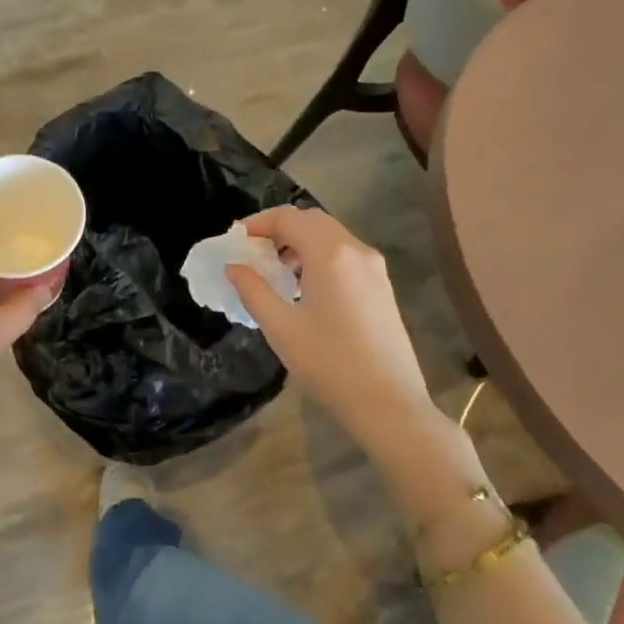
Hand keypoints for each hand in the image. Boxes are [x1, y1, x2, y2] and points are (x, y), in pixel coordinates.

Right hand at [227, 207, 481, 490]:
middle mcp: (356, 250)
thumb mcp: (281, 328)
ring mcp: (374, 268)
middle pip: (312, 220)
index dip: (258, 223)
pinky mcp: (382, 287)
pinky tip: (305, 289)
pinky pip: (345, 255)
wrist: (390, 405)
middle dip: (280, 228)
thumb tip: (234, 267)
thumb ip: (253, 290)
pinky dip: (320, 257)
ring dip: (300, 242)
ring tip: (276, 272)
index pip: (289, 218)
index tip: (236, 240)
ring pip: (331, 236)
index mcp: (330, 253)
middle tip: (254, 251)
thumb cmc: (330, 364)